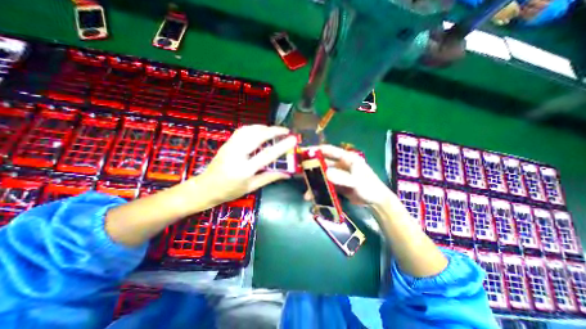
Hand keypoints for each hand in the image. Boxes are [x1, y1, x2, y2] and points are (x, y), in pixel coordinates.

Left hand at [195, 125, 297, 204]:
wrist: (205, 188)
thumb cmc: (229, 191)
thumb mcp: (251, 187)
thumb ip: (269, 178)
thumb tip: (287, 174)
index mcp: (244, 170)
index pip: (267, 155)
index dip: (282, 146)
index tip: (293, 139)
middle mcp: (236, 155)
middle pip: (257, 136)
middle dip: (273, 131)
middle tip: (285, 131)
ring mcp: (230, 147)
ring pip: (249, 130)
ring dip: (264, 127)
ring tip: (274, 130)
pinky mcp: (227, 143)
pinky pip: (242, 130)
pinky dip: (253, 127)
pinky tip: (260, 130)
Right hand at [305, 145, 390, 205]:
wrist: (375, 202)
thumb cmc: (369, 187)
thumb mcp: (357, 181)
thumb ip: (343, 177)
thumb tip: (326, 173)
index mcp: (346, 158)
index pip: (328, 150)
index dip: (316, 150)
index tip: (303, 153)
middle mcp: (340, 164)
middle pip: (322, 163)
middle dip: (311, 167)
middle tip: (298, 171)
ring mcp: (338, 175)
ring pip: (322, 175)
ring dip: (314, 181)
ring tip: (305, 189)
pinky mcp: (336, 184)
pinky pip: (325, 185)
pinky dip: (318, 189)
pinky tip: (312, 196)